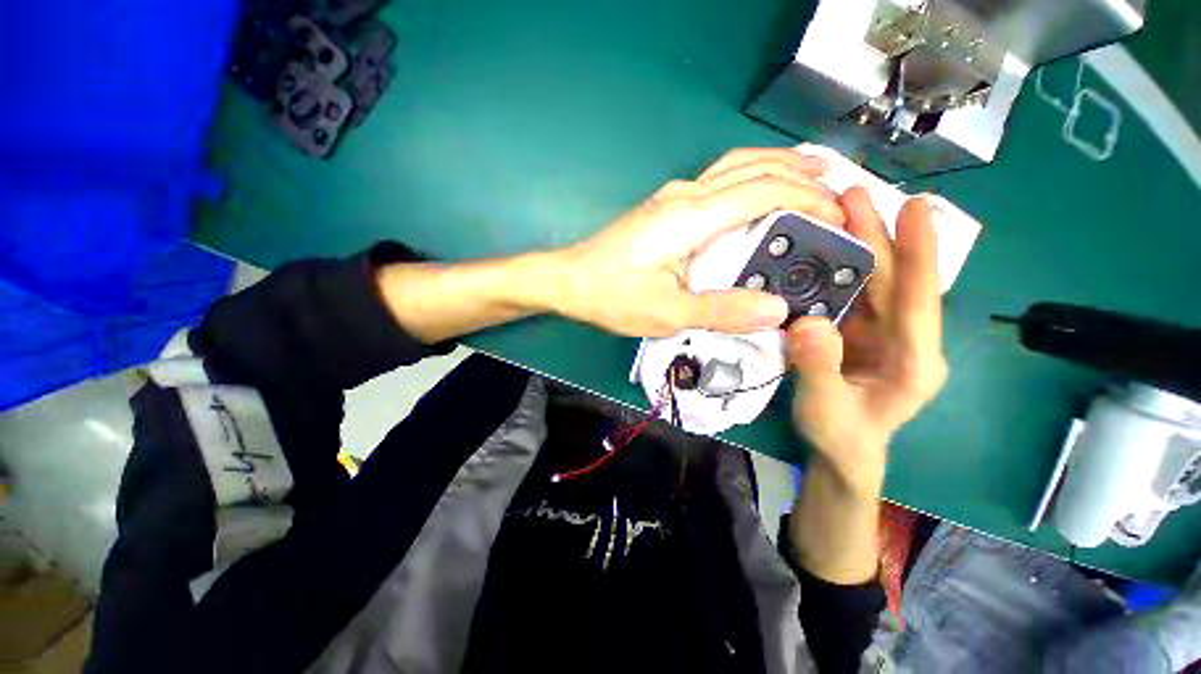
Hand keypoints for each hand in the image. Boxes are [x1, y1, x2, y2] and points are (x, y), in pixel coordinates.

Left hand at [551, 148, 845, 336]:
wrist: (570, 281)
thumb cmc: (612, 296)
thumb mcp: (665, 313)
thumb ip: (720, 311)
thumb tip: (775, 310)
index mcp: (689, 218)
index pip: (762, 192)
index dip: (806, 200)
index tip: (836, 217)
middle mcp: (684, 196)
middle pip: (752, 167)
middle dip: (800, 173)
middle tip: (837, 188)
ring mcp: (672, 198)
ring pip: (734, 165)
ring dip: (776, 166)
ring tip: (811, 177)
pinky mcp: (665, 208)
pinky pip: (717, 181)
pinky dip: (750, 178)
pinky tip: (759, 193)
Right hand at [787, 187, 947, 495]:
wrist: (840, 450)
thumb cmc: (842, 435)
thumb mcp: (826, 407)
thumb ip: (819, 367)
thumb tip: (807, 322)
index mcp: (915, 359)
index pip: (920, 300)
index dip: (918, 253)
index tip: (916, 207)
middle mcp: (903, 337)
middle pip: (892, 280)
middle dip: (877, 236)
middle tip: (854, 195)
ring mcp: (878, 332)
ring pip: (869, 282)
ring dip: (853, 246)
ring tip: (835, 211)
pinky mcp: (855, 332)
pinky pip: (844, 296)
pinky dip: (830, 271)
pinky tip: (814, 251)